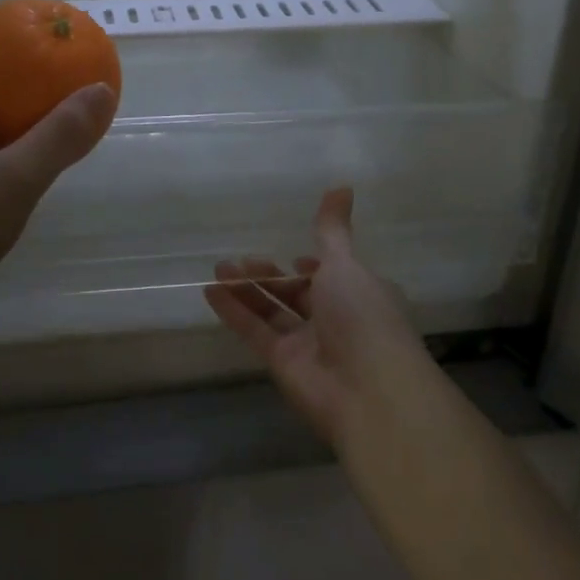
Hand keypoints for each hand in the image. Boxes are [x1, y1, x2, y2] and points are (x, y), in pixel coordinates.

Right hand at [203, 188, 430, 447]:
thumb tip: (342, 185)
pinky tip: (211, 290)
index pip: (333, 276)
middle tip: (239, 261)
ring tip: (218, 268)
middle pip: (298, 293)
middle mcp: (336, 319)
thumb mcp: (345, 265)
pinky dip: (234, 311)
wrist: (368, 393)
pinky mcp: (283, 363)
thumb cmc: (363, 317)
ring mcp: (309, 343)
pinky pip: (255, 330)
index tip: (294, 255)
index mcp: (360, 294)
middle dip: (270, 276)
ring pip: (273, 311)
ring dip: (247, 290)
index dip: (313, 266)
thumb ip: (331, 230)